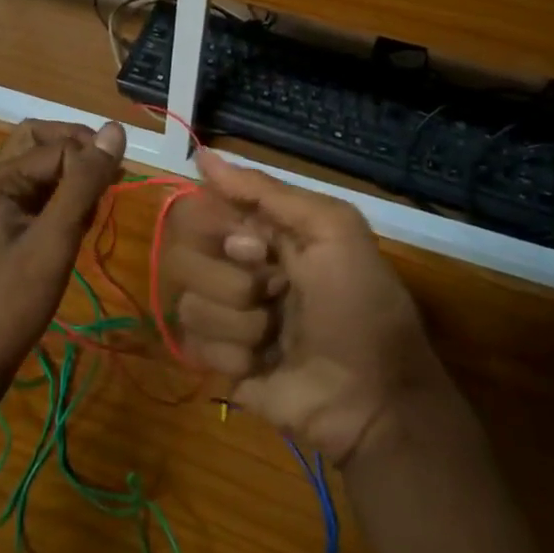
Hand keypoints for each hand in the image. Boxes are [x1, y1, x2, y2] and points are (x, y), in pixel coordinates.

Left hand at [0, 119, 125, 402]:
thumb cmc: (12, 299)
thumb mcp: (55, 239)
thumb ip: (84, 183)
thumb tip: (116, 129)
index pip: (60, 146)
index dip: (91, 164)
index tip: (113, 193)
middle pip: (43, 141)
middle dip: (80, 153)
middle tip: (108, 180)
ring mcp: (0, 203)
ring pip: (44, 167)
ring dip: (74, 176)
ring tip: (93, 209)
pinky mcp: (8, 225)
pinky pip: (42, 193)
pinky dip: (66, 199)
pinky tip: (79, 227)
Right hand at [162, 151, 445, 464]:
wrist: (373, 399)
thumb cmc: (359, 305)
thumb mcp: (332, 230)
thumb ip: (267, 191)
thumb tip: (203, 154)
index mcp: (258, 231)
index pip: (198, 208)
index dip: (218, 228)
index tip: (257, 248)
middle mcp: (232, 266)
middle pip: (180, 252)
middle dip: (230, 279)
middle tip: (273, 293)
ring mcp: (221, 315)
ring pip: (186, 301)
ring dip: (239, 322)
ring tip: (276, 337)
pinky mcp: (216, 361)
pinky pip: (192, 344)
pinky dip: (234, 355)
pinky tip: (263, 365)